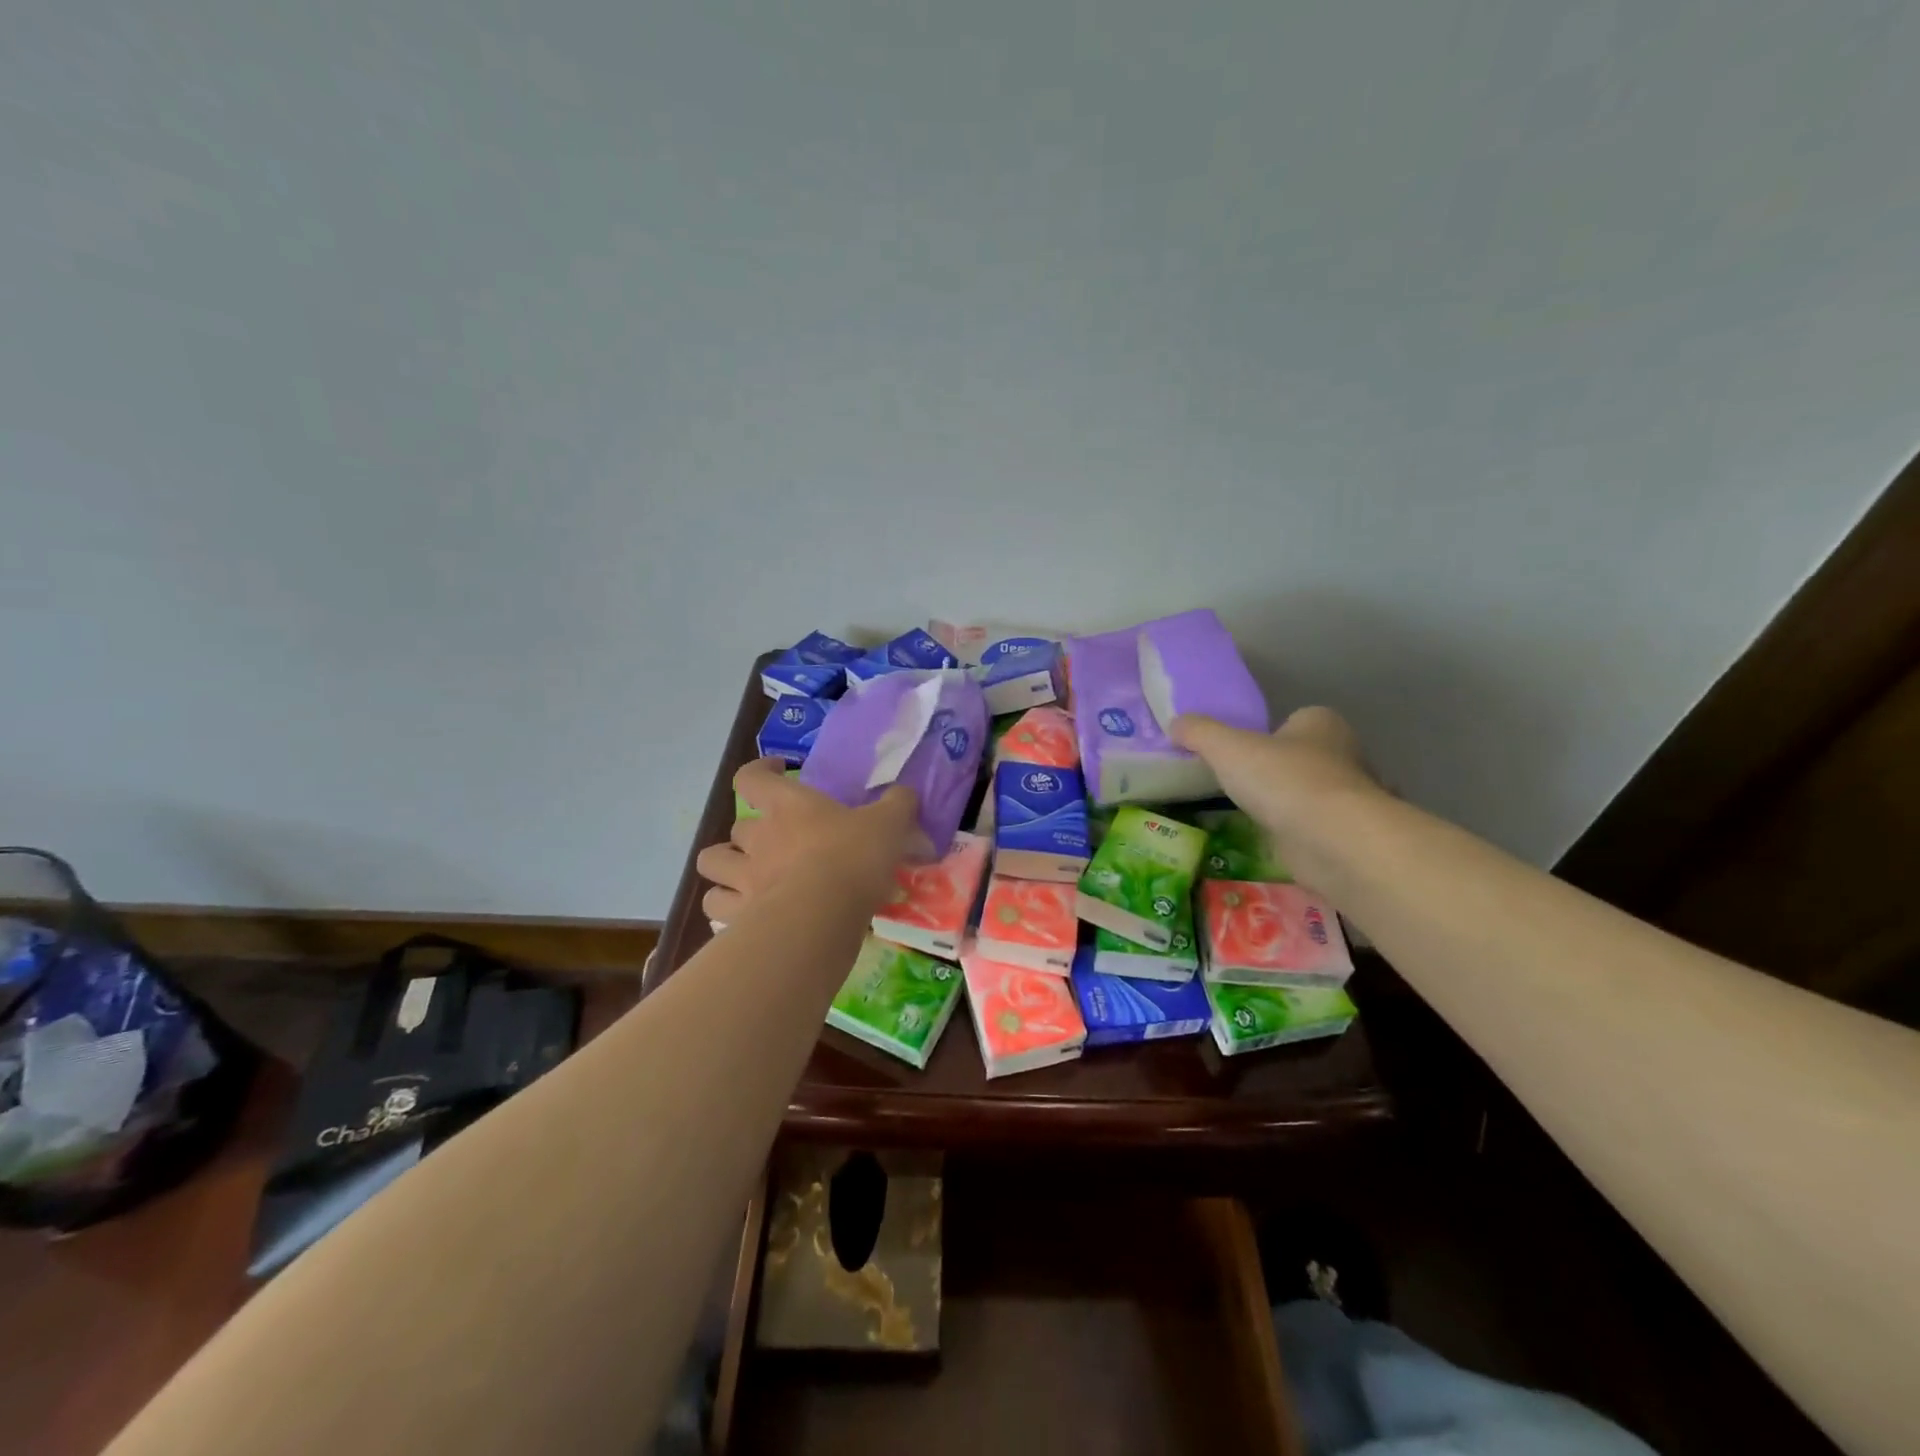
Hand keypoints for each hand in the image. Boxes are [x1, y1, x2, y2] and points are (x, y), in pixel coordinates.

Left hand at [696, 759, 925, 924]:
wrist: (822, 916)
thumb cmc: (853, 858)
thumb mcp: (889, 824)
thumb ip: (898, 805)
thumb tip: (905, 794)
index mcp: (789, 806)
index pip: (752, 777)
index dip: (760, 772)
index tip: (777, 772)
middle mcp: (758, 837)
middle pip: (736, 826)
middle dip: (749, 833)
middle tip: (774, 841)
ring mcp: (743, 877)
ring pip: (712, 863)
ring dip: (725, 867)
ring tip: (745, 876)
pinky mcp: (738, 915)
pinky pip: (716, 906)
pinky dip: (725, 907)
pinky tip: (745, 912)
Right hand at [1171, 707, 1380, 843]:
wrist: (1332, 840)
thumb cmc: (1283, 780)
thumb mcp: (1227, 748)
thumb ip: (1199, 732)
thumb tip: (1176, 723)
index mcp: (1321, 723)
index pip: (1295, 719)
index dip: (1269, 732)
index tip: (1242, 750)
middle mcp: (1343, 754)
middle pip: (1302, 756)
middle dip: (1277, 768)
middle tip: (1240, 781)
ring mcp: (1348, 797)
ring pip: (1310, 792)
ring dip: (1287, 802)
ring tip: (1251, 812)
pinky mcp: (1345, 833)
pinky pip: (1313, 826)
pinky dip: (1296, 831)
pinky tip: (1272, 839)